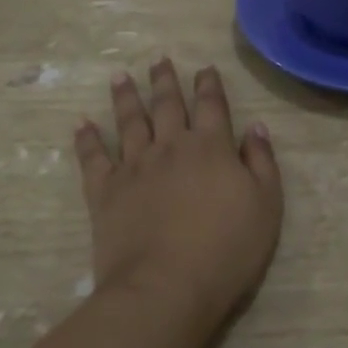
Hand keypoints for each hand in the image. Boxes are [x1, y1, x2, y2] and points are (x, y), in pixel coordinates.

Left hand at [73, 59, 283, 326]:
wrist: (165, 287)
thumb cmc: (226, 251)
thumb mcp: (266, 207)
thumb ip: (262, 164)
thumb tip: (255, 128)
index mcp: (211, 148)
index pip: (211, 106)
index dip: (209, 85)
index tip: (205, 68)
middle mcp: (170, 147)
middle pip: (166, 105)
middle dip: (164, 81)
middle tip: (159, 59)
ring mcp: (134, 167)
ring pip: (129, 122)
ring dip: (125, 97)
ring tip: (120, 77)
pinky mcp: (105, 191)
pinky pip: (93, 158)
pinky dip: (86, 139)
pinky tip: (81, 124)